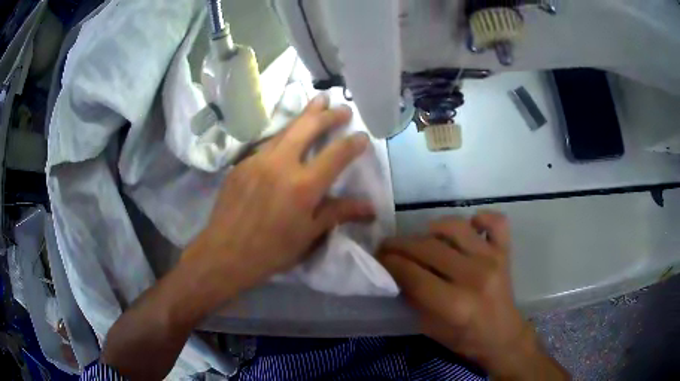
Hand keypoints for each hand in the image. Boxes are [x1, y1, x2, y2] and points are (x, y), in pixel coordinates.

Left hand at [185, 93, 374, 301]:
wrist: (224, 253)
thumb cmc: (271, 251)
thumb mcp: (308, 235)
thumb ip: (338, 213)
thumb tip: (370, 207)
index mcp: (303, 186)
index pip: (336, 155)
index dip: (353, 143)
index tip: (363, 136)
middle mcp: (280, 164)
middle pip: (308, 127)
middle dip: (328, 114)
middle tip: (342, 107)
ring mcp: (257, 160)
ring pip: (285, 130)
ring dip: (304, 116)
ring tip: (317, 103)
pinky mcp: (241, 164)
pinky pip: (266, 145)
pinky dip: (282, 137)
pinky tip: (286, 139)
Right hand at [379, 212, 566, 379]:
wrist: (503, 336)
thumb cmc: (464, 338)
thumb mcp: (430, 327)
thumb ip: (413, 298)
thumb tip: (395, 271)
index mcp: (455, 304)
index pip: (413, 274)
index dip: (390, 263)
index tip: (377, 257)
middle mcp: (475, 276)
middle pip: (429, 248)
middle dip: (401, 245)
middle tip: (388, 246)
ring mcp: (493, 259)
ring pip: (456, 227)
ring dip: (432, 228)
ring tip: (423, 238)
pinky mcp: (505, 252)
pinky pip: (495, 222)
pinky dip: (481, 218)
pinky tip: (469, 227)